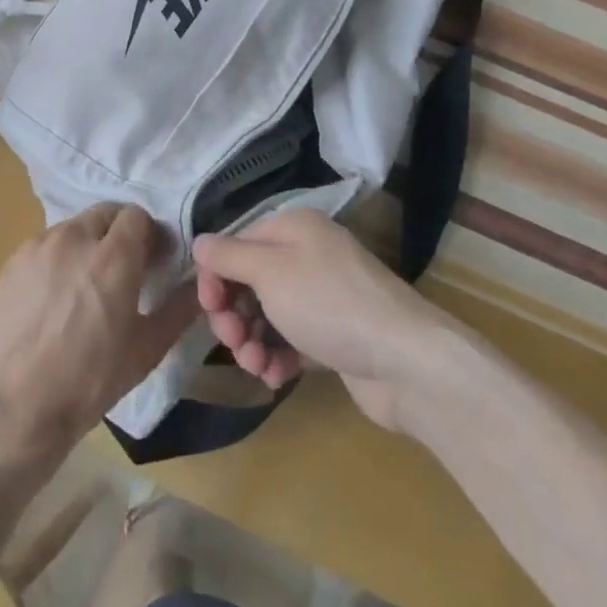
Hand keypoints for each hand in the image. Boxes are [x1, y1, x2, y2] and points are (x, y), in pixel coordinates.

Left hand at [0, 203, 198, 464]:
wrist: (16, 406)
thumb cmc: (90, 380)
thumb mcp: (147, 349)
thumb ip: (179, 308)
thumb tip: (200, 284)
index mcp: (113, 256)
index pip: (137, 215)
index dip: (149, 235)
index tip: (152, 262)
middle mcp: (75, 238)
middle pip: (105, 215)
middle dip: (119, 234)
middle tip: (123, 271)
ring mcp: (39, 246)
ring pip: (73, 228)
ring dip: (88, 244)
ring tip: (86, 285)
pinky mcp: (13, 261)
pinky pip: (45, 245)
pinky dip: (58, 258)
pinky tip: (55, 296)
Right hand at [193, 208, 443, 431]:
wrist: (406, 361)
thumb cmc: (329, 304)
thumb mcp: (270, 271)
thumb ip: (228, 256)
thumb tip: (199, 241)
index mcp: (293, 229)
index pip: (236, 244)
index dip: (215, 276)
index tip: (209, 309)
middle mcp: (308, 257)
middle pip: (249, 282)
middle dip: (233, 314)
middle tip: (234, 341)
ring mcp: (323, 298)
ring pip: (267, 315)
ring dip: (252, 341)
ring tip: (256, 365)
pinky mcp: (334, 337)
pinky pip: (291, 341)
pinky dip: (277, 358)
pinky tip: (274, 377)